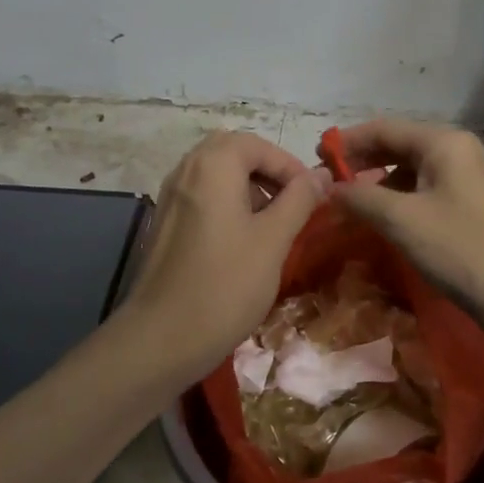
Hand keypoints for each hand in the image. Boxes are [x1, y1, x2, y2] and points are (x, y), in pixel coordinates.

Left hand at [119, 131, 333, 385]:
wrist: (162, 337)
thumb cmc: (226, 284)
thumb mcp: (273, 240)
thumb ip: (299, 200)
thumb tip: (322, 175)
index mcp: (212, 165)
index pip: (258, 145)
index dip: (290, 166)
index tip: (312, 197)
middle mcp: (186, 170)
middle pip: (232, 151)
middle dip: (267, 171)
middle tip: (291, 202)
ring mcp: (170, 196)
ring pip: (215, 173)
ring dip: (247, 187)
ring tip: (272, 224)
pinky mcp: (165, 222)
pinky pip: (201, 195)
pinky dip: (226, 203)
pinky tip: (242, 241)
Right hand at [329, 119, 483, 339]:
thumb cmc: (462, 249)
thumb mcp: (402, 220)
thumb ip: (360, 197)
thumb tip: (327, 188)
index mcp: (443, 143)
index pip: (383, 128)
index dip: (346, 142)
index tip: (314, 158)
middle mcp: (455, 152)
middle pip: (396, 146)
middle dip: (360, 163)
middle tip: (325, 183)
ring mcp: (464, 180)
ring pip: (408, 172)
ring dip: (376, 184)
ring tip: (345, 204)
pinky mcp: (467, 208)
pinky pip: (422, 193)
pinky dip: (396, 202)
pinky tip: (377, 220)